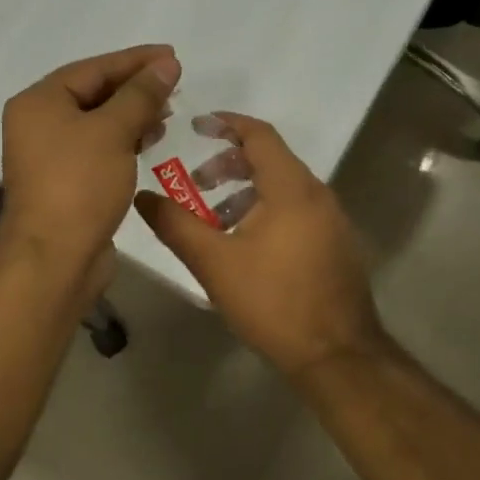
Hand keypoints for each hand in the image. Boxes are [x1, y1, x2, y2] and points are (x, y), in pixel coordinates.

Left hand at [0, 45, 180, 287]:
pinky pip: (97, 148)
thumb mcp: (113, 131)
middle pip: (93, 93)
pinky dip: (123, 140)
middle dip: (135, 87)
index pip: (93, 68)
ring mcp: (49, 154)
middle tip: (175, 82)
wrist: (53, 258)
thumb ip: (141, 94)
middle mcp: (38, 123)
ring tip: (169, 110)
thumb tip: (166, 64)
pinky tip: (150, 139)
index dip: (135, 60)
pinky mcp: (65, 181)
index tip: (172, 55)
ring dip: (132, 114)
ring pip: (97, 122)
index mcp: (39, 102)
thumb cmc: (79, 184)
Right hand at [133, 114, 386, 377]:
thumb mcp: (214, 262)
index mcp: (291, 188)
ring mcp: (332, 220)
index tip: (197, 125)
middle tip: (197, 181)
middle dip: (230, 163)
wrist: (337, 356)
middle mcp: (317, 194)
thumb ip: (175, 225)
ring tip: (213, 218)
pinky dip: (266, 209)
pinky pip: (296, 209)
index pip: (259, 134)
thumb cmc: (273, 301)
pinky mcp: (336, 244)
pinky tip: (244, 244)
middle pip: (271, 159)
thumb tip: (142, 197)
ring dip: (246, 190)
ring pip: (283, 187)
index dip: (227, 123)